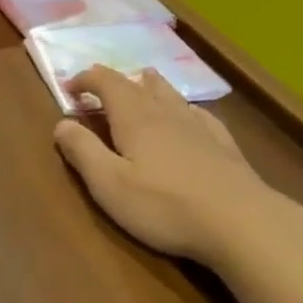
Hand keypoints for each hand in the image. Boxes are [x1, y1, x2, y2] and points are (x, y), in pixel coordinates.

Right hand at [54, 66, 284, 267]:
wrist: (241, 222)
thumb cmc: (165, 206)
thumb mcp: (109, 184)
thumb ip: (83, 151)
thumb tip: (60, 124)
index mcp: (135, 118)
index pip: (106, 82)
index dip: (85, 79)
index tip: (69, 89)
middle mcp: (166, 112)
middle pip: (139, 83)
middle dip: (116, 81)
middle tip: (101, 90)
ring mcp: (199, 126)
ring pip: (171, 94)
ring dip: (150, 86)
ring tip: (143, 83)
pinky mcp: (224, 144)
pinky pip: (199, 113)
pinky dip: (183, 107)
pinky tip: (189, 116)